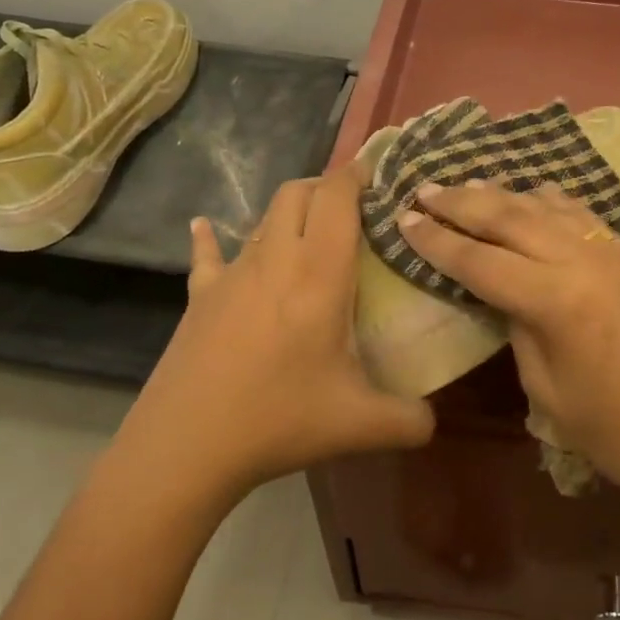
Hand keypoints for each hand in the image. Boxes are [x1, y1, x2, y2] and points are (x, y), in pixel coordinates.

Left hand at [121, 162, 433, 497]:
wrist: (186, 446)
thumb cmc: (279, 419)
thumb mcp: (360, 425)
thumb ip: (411, 420)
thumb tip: (433, 420)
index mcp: (319, 274)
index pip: (337, 198)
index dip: (357, 175)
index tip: (379, 174)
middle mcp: (275, 259)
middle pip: (297, 193)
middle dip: (326, 187)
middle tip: (353, 209)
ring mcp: (232, 274)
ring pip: (263, 218)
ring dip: (289, 212)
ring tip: (310, 232)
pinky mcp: (200, 296)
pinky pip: (207, 253)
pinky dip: (211, 237)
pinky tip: (204, 228)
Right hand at [399, 182, 619, 514]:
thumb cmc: (613, 431)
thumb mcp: (546, 389)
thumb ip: (518, 327)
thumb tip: (504, 292)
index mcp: (555, 300)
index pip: (478, 259)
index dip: (435, 240)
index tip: (403, 218)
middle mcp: (582, 260)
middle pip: (508, 217)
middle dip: (461, 201)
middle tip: (424, 189)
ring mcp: (612, 251)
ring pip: (546, 205)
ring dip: (502, 193)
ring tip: (467, 185)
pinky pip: (581, 213)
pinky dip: (549, 200)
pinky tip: (532, 194)